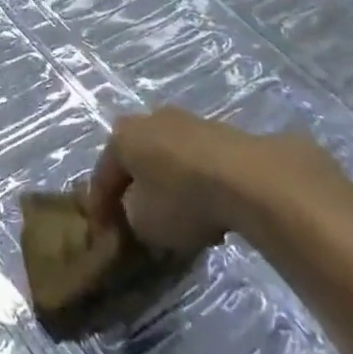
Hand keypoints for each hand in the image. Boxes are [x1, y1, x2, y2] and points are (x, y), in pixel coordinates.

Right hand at [90, 109, 330, 261]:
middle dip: (137, 189)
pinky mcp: (224, 132)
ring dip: (171, 186)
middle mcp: (149, 119)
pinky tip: (211, 209)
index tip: (104, 235)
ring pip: (170, 159)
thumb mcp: (143, 223)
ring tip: (182, 220)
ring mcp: (189, 121)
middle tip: (140, 220)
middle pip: (137, 161)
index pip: (103, 175)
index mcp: (121, 136)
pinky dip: (199, 184)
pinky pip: (200, 162)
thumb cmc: (182, 198)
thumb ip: (130, 217)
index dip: (101, 208)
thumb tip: (137, 214)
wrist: (251, 179)